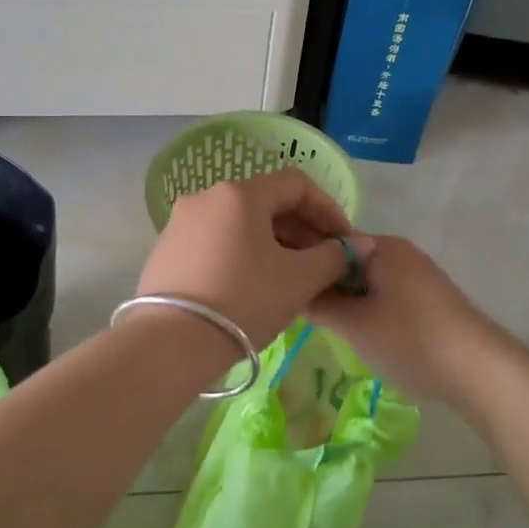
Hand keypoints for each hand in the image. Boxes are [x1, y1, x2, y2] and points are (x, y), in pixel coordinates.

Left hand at [136, 170, 364, 349]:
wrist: (171, 342)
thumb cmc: (245, 300)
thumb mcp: (299, 279)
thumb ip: (335, 256)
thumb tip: (362, 244)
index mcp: (240, 193)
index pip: (296, 184)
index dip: (328, 209)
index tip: (344, 241)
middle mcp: (206, 197)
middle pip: (265, 202)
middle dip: (301, 229)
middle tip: (322, 262)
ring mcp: (181, 223)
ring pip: (240, 223)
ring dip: (273, 243)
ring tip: (290, 277)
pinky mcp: (166, 250)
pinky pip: (216, 241)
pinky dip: (242, 254)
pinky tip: (252, 286)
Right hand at [307, 235, 503, 408]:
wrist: (480, 370)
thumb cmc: (410, 340)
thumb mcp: (354, 325)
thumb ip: (320, 304)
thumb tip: (293, 291)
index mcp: (381, 247)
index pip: (328, 242)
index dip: (303, 262)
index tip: (280, 286)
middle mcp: (400, 252)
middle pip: (347, 261)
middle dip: (324, 283)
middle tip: (295, 310)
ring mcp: (417, 275)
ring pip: (366, 281)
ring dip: (345, 299)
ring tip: (320, 324)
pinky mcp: (428, 299)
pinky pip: (384, 295)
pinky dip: (367, 308)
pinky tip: (356, 332)